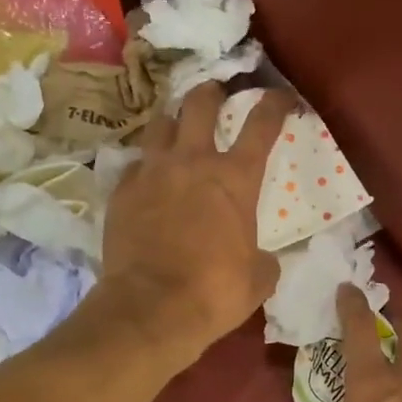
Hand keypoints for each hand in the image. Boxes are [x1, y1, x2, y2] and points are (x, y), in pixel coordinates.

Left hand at [99, 82, 294, 362]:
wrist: (151, 308)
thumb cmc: (215, 291)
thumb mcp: (259, 278)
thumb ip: (263, 258)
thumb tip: (262, 259)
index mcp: (235, 178)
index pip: (262, 124)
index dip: (274, 104)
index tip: (280, 96)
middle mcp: (193, 162)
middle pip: (200, 104)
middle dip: (211, 92)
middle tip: (215, 93)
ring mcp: (152, 172)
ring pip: (160, 125)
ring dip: (173, 121)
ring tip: (176, 128)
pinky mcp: (121, 192)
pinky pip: (135, 165)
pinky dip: (146, 167)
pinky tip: (147, 180)